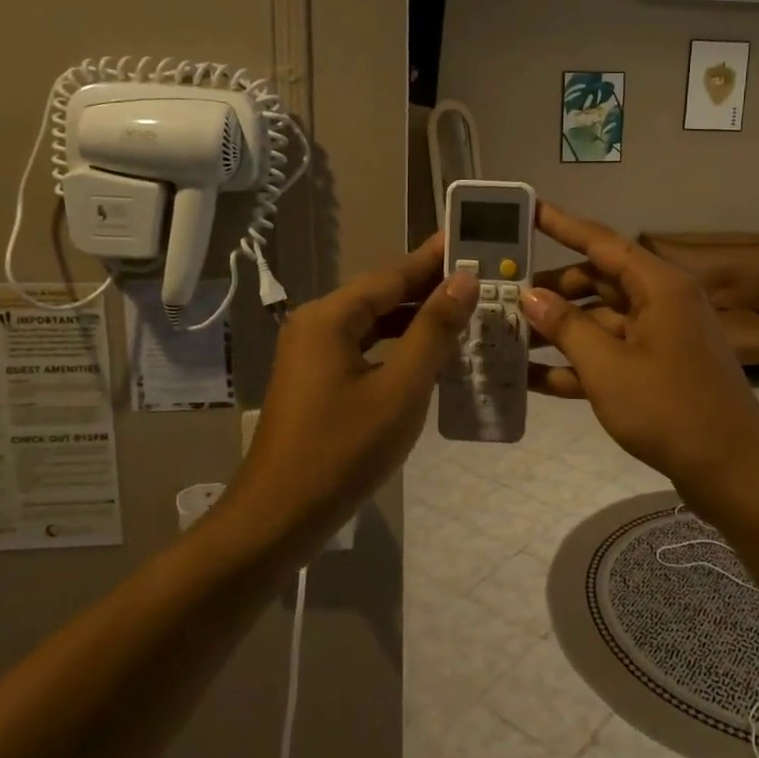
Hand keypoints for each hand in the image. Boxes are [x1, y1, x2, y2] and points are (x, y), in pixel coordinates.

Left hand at [233, 235, 475, 552]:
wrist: (279, 517)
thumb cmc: (343, 450)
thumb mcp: (401, 389)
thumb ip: (434, 331)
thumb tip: (463, 280)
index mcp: (330, 317)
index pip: (392, 275)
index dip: (434, 259)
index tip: (470, 239)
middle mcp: (316, 324)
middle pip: (381, 295)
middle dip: (429, 287)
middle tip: (479, 276)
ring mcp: (312, 354)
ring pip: (373, 323)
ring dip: (415, 318)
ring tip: (464, 310)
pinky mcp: (316, 380)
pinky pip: (364, 348)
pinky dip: (397, 346)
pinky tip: (430, 353)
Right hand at [521, 202, 758, 525]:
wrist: (732, 472)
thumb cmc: (669, 409)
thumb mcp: (607, 367)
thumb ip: (566, 326)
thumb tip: (530, 294)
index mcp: (658, 286)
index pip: (601, 242)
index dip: (561, 225)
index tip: (528, 209)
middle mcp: (661, 302)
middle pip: (597, 281)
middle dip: (551, 289)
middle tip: (503, 293)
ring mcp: (660, 337)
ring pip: (599, 320)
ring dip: (558, 330)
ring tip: (507, 335)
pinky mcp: (656, 370)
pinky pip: (609, 354)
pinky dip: (576, 363)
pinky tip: (530, 377)